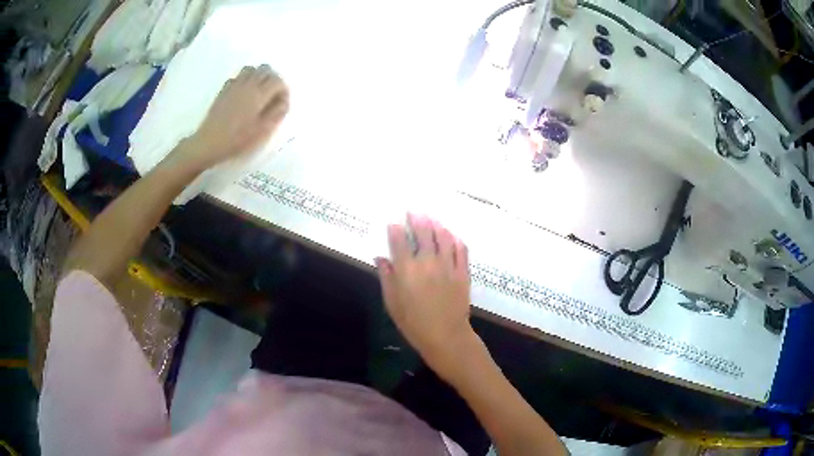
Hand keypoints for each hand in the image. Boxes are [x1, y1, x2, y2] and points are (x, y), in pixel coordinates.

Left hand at [181, 65, 289, 168]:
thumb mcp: (262, 131)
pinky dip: (244, 80)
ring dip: (258, 76)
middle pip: (265, 69)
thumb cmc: (238, 139)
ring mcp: (234, 85)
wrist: (210, 142)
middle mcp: (248, 84)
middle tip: (272, 95)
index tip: (282, 103)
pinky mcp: (224, 90)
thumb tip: (283, 102)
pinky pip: (237, 77)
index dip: (283, 90)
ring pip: (251, 69)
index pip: (278, 81)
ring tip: (258, 91)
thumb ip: (277, 113)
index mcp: (259, 94)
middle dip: (272, 79)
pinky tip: (243, 93)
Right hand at [375, 214, 477, 376]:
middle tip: (414, 212)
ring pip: (443, 237)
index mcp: (407, 271)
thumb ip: (386, 278)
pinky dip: (455, 239)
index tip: (393, 222)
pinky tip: (451, 235)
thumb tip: (380, 257)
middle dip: (417, 219)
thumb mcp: (392, 303)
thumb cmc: (413, 323)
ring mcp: (448, 266)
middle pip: (423, 233)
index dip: (395, 229)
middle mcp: (428, 263)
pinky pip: (461, 249)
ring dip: (436, 225)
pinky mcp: (463, 272)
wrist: (446, 336)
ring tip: (432, 219)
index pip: (400, 241)